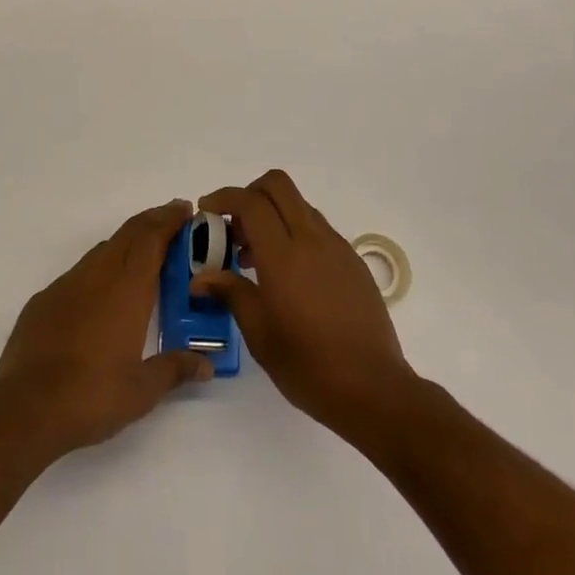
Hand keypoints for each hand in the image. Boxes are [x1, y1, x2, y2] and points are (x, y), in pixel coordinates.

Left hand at [0, 199, 213, 457]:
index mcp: (128, 289)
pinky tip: (101, 293)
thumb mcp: (142, 391)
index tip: (185, 210)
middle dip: (152, 221)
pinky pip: (80, 272)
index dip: (170, 219)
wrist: (25, 408)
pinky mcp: (45, 299)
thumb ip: (175, 369)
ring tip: (143, 254)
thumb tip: (207, 364)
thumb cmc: (92, 396)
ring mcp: (68, 284)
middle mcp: (99, 275)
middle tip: (172, 221)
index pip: (152, 238)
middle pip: (129, 233)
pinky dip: (100, 268)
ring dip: (127, 243)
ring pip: (104, 249)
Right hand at [192, 169, 412, 439]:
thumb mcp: (259, 334)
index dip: (224, 197)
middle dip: (250, 194)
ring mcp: (336, 246)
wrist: (373, 388)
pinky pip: (317, 227)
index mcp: (283, 255)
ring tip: (256, 258)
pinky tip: (289, 274)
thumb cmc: (308, 365)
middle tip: (234, 227)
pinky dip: (295, 232)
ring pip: (299, 205)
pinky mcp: (352, 259)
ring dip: (273, 214)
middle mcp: (311, 239)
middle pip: (278, 185)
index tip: (207, 211)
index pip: (251, 202)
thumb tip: (201, 277)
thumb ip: (230, 293)